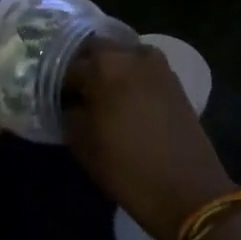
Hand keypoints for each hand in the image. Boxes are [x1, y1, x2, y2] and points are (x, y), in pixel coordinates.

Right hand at [65, 41, 236, 239]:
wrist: (187, 190)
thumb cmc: (126, 167)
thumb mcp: (82, 143)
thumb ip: (68, 112)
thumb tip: (67, 101)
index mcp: (102, 65)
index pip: (67, 64)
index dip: (57, 82)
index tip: (53, 98)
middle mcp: (129, 53)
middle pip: (95, 49)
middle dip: (83, 65)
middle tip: (75, 91)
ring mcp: (155, 63)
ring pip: (121, 54)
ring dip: (108, 67)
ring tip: (100, 94)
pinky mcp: (172, 78)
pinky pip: (141, 66)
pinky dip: (129, 75)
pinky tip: (124, 99)